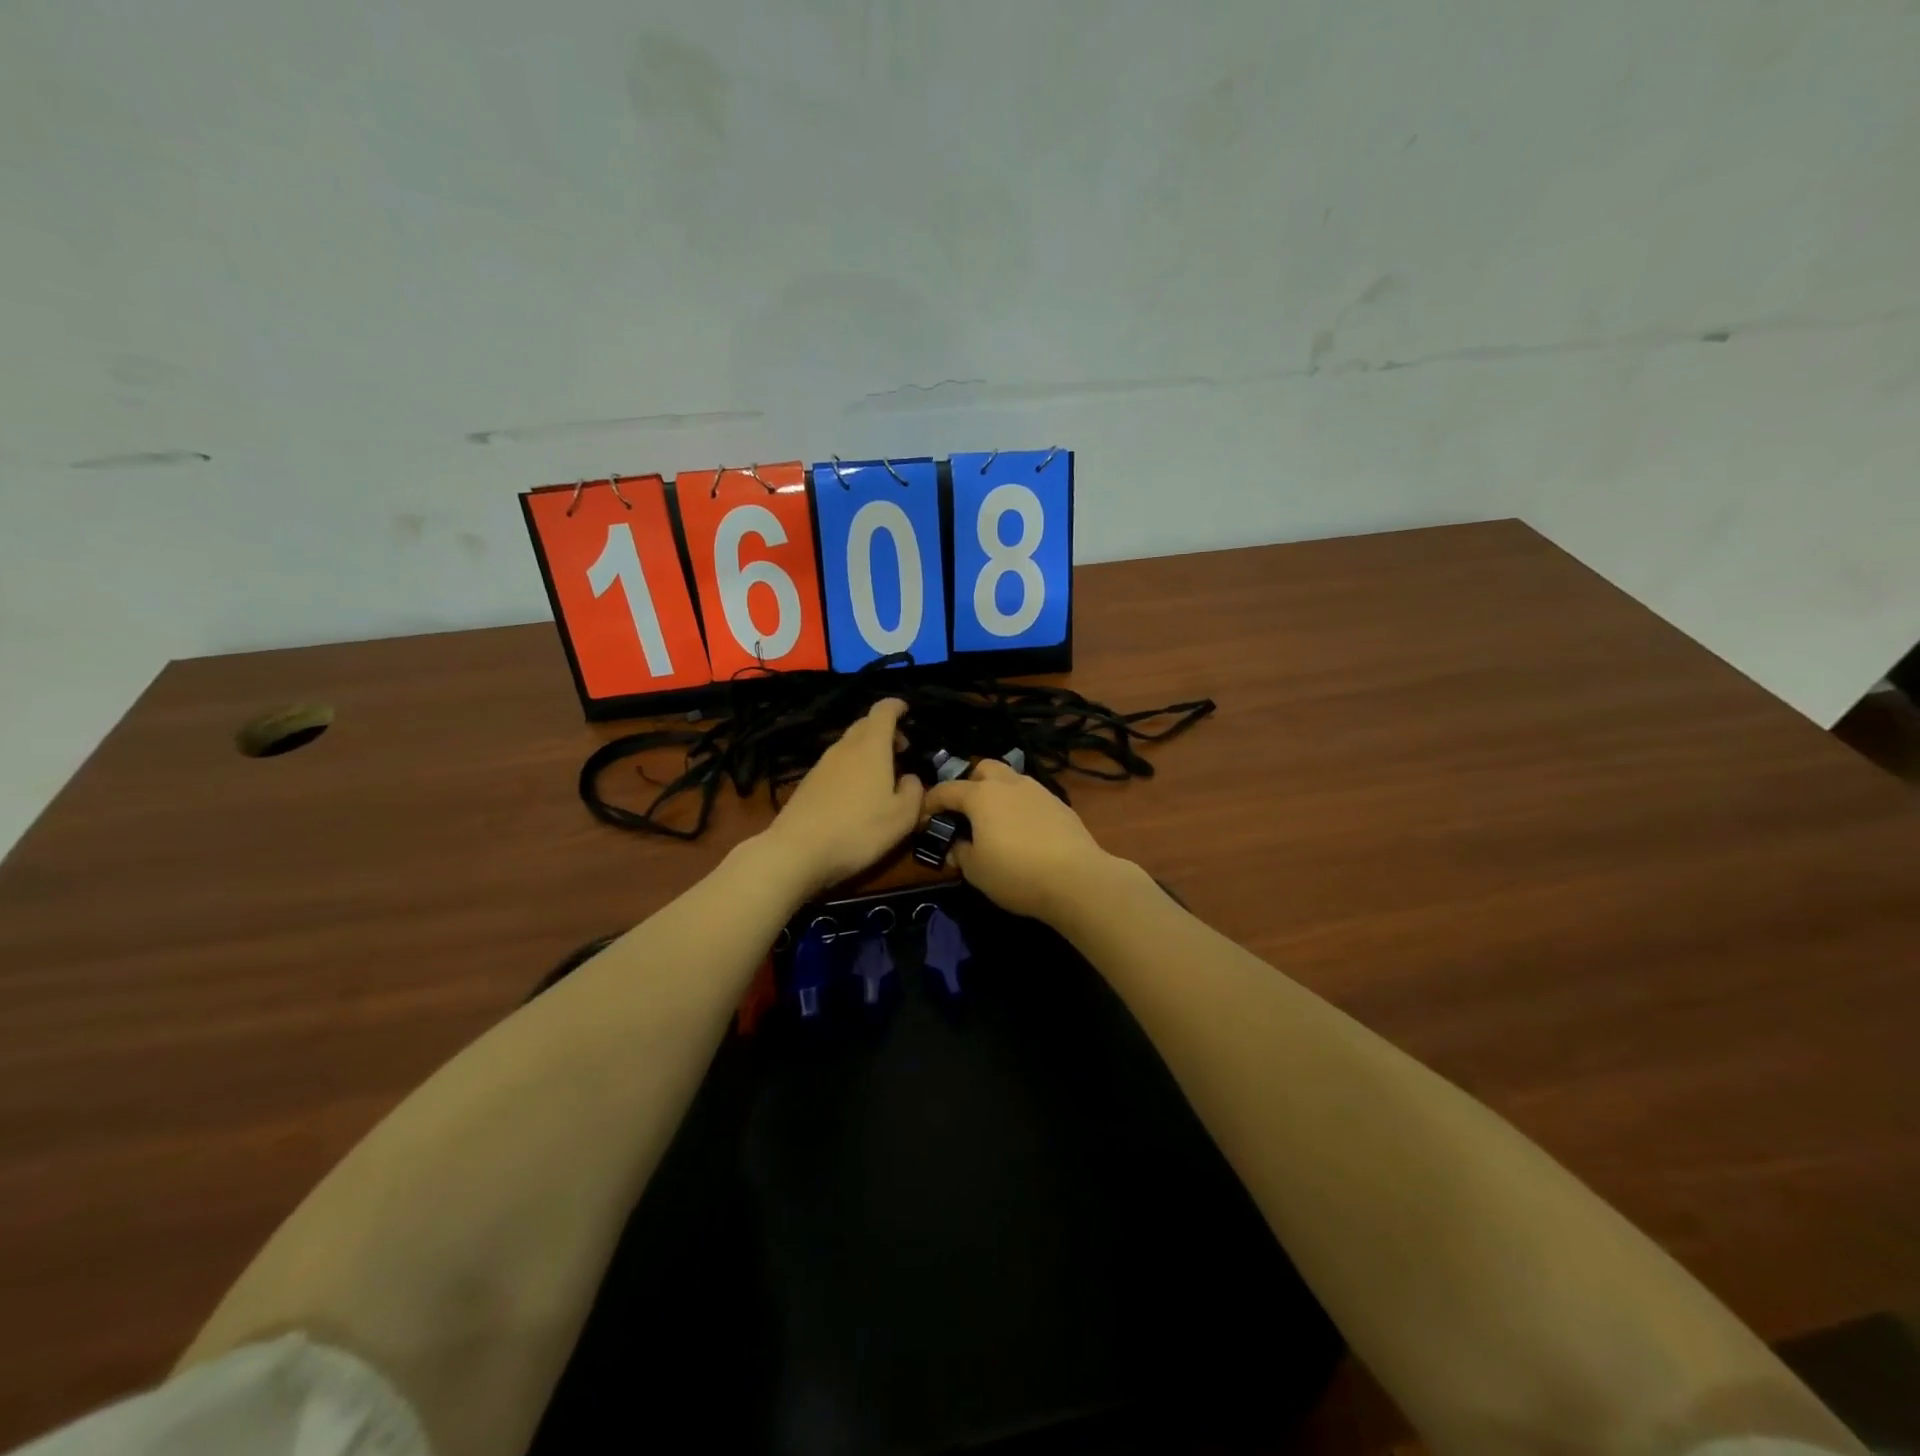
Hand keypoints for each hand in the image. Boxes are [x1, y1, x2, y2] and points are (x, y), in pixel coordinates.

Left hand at [760, 698, 923, 896]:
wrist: (797, 852)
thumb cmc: (858, 830)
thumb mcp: (903, 817)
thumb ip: (915, 791)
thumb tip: (910, 779)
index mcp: (870, 747)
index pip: (883, 711)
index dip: (896, 706)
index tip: (907, 711)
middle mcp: (844, 748)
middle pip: (865, 725)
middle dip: (885, 731)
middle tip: (901, 750)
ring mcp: (822, 765)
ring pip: (849, 745)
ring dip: (867, 751)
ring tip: (882, 775)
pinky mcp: (808, 784)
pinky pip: (836, 765)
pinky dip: (852, 768)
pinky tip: (857, 794)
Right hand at [921, 760, 1119, 921]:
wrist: (1077, 878)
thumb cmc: (1016, 873)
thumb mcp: (976, 871)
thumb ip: (960, 854)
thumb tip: (956, 847)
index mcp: (981, 796)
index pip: (947, 790)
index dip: (930, 802)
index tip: (924, 818)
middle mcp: (1009, 784)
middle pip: (983, 768)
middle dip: (970, 784)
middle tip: (967, 812)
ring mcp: (1038, 791)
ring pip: (1011, 780)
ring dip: (999, 794)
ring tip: (996, 823)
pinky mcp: (1060, 805)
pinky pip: (1032, 797)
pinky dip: (1021, 807)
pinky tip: (1024, 833)